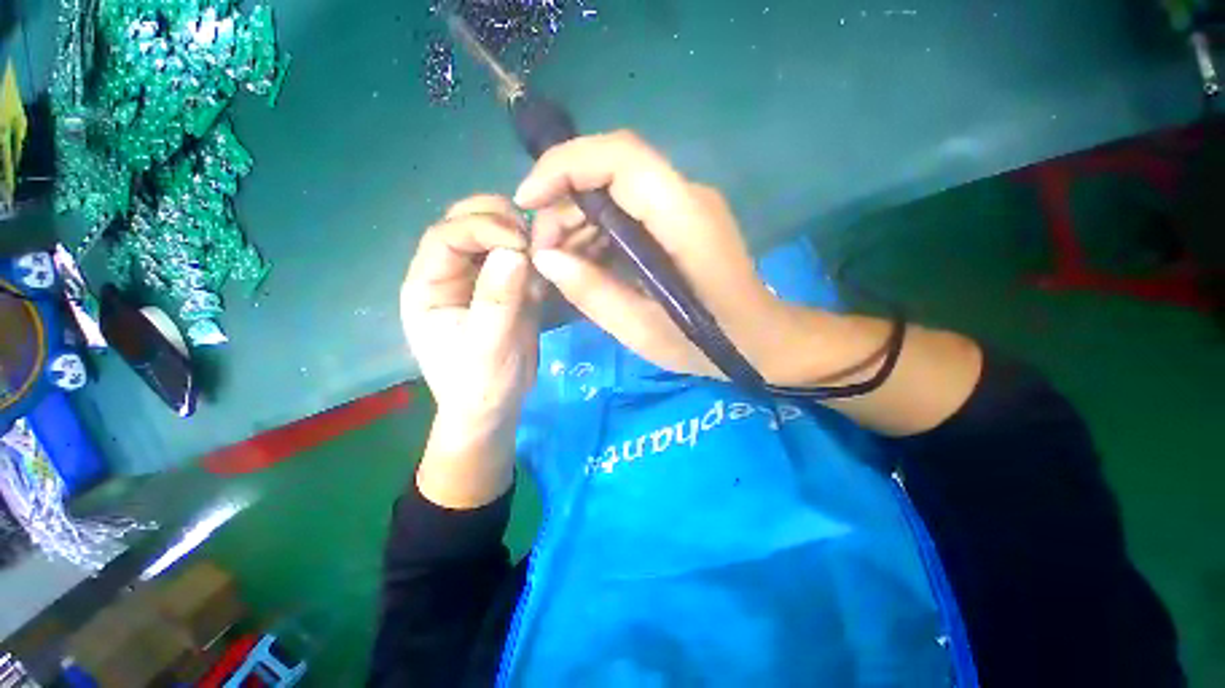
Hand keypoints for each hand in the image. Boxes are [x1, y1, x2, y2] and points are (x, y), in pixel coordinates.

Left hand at [400, 195, 540, 435]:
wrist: (495, 408)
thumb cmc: (481, 384)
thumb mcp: (488, 347)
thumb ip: (498, 300)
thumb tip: (515, 251)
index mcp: (428, 285)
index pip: (447, 236)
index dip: (483, 228)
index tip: (521, 241)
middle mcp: (449, 273)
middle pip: (467, 223)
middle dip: (501, 221)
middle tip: (535, 239)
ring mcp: (479, 278)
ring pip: (495, 235)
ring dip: (521, 233)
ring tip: (547, 247)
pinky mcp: (505, 287)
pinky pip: (518, 257)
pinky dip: (535, 253)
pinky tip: (551, 260)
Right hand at [517, 131, 797, 380]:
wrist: (759, 340)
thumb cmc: (708, 343)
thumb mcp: (643, 331)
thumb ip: (593, 293)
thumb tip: (546, 257)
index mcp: (684, 219)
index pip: (620, 156)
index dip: (565, 165)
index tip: (528, 201)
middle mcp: (687, 197)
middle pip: (612, 169)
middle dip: (565, 201)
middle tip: (544, 251)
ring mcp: (687, 206)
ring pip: (617, 189)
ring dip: (579, 217)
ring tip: (561, 261)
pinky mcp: (682, 220)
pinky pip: (630, 210)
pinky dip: (599, 229)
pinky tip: (587, 261)